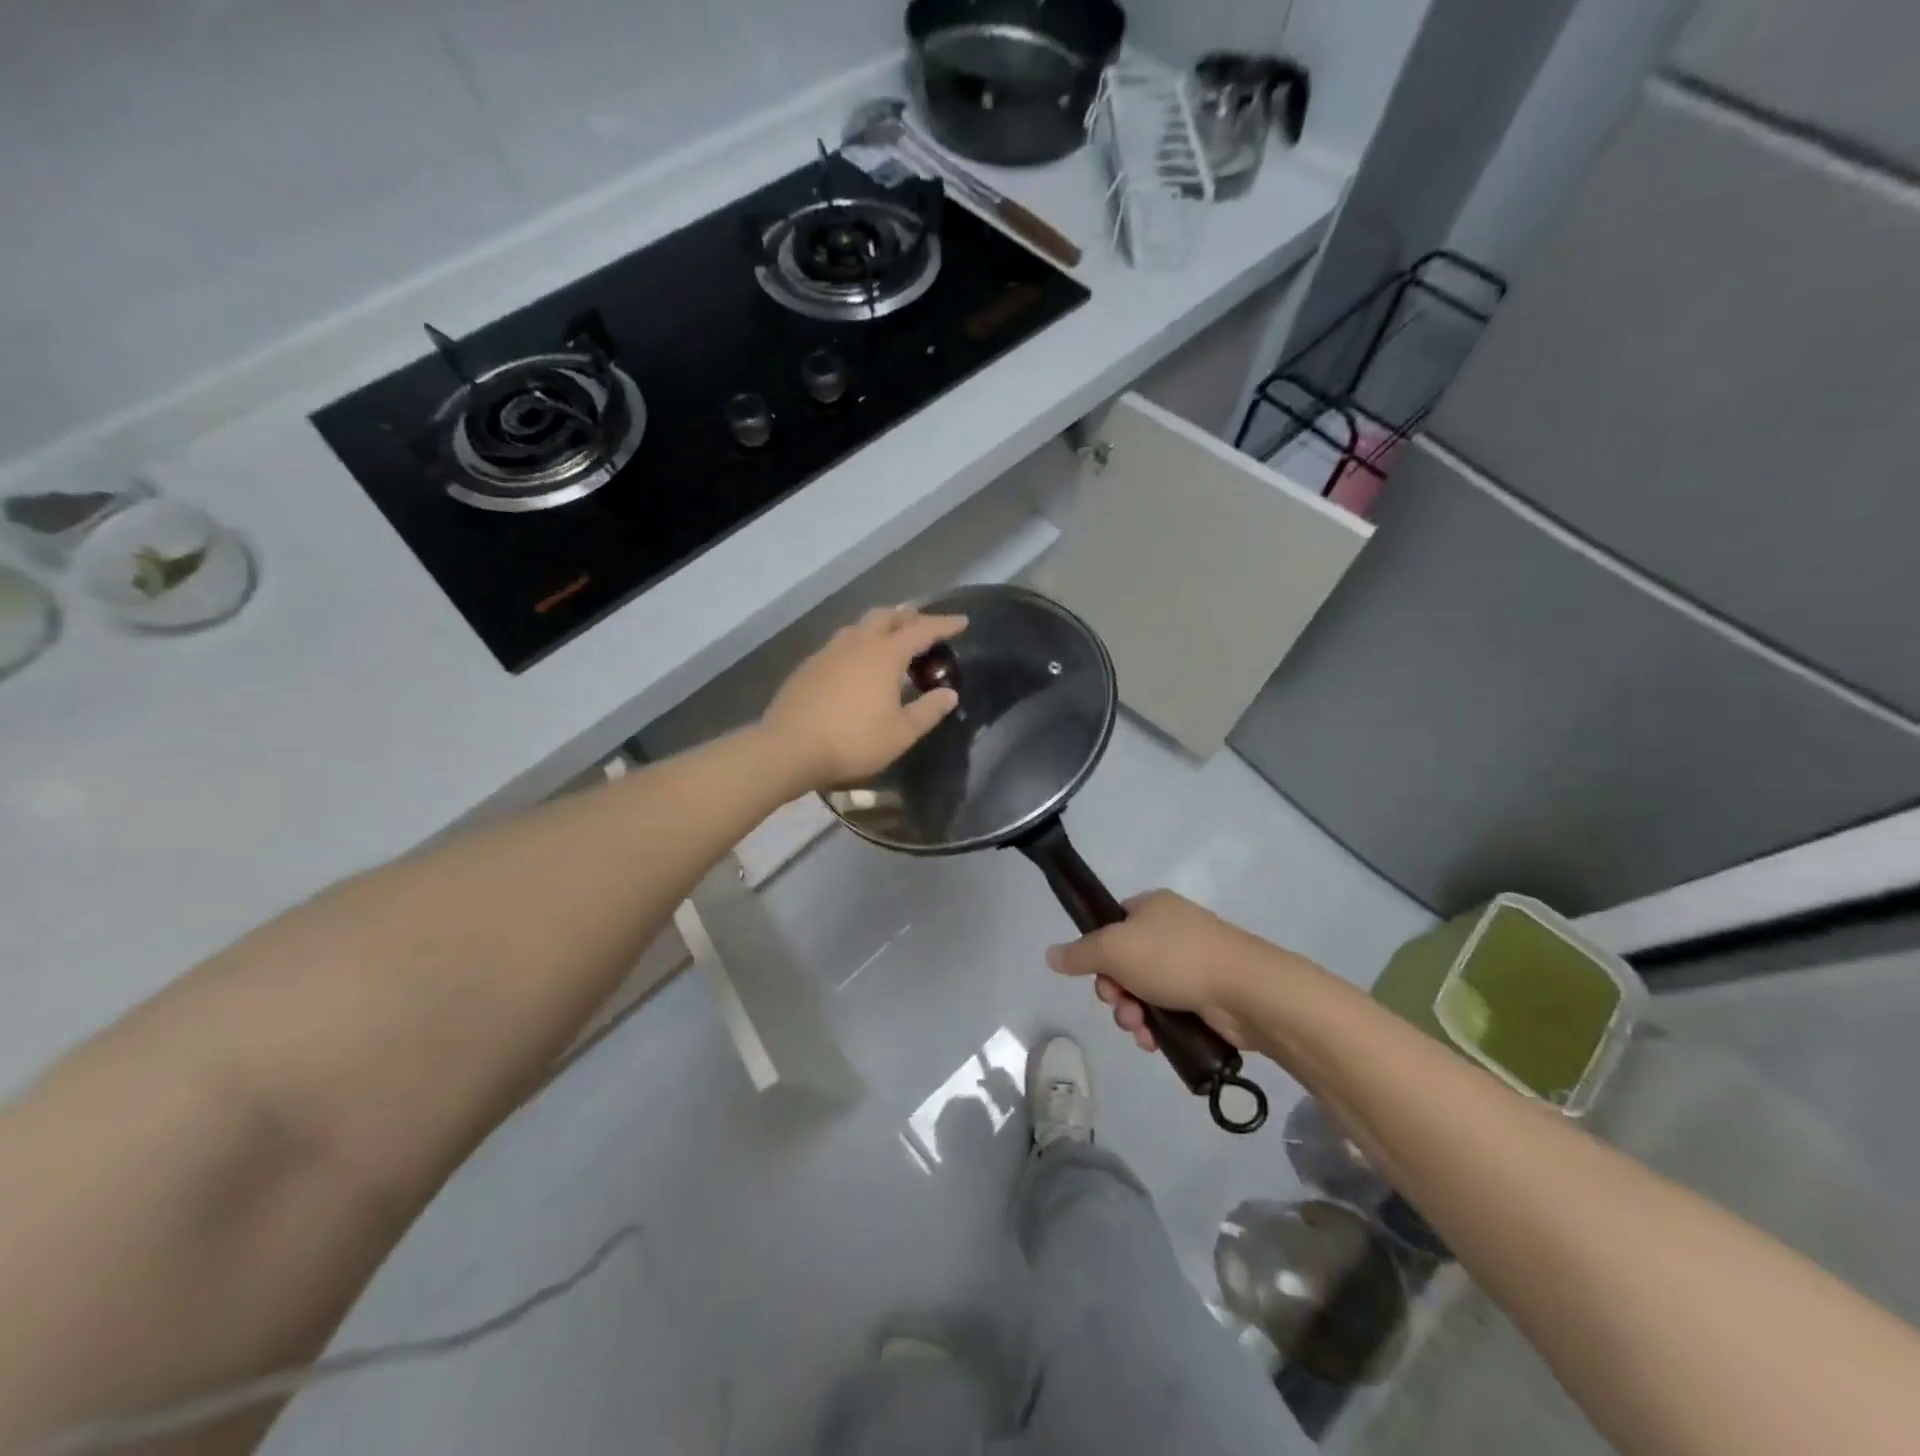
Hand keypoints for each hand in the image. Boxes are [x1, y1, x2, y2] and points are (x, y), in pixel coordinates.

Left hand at [762, 605, 967, 791]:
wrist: (789, 749)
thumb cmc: (853, 741)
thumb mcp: (901, 733)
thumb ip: (928, 710)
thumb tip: (949, 694)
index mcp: (884, 655)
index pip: (921, 630)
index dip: (944, 624)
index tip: (962, 621)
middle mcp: (856, 644)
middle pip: (885, 616)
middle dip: (907, 616)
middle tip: (922, 626)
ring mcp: (827, 653)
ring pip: (858, 627)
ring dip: (879, 627)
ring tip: (889, 641)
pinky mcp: (807, 667)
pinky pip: (839, 645)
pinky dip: (857, 645)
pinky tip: (855, 665)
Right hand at [1045, 890, 1315, 1052]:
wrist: (1245, 990)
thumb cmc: (1174, 957)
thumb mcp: (1114, 949)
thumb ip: (1079, 953)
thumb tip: (1050, 955)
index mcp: (1152, 907)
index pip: (1112, 924)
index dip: (1097, 952)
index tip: (1097, 974)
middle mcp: (1171, 930)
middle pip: (1124, 962)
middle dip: (1115, 991)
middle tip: (1118, 1005)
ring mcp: (1192, 963)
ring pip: (1144, 991)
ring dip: (1132, 1013)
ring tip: (1138, 1029)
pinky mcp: (1207, 995)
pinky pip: (1169, 1010)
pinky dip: (1156, 1026)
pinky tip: (1153, 1041)